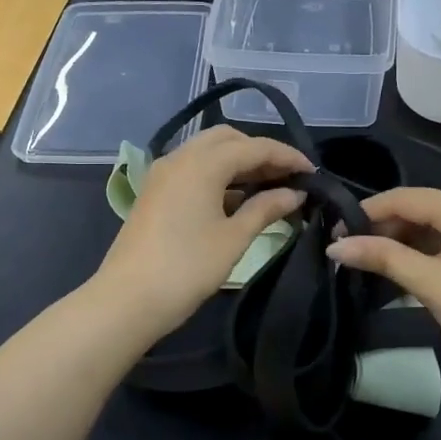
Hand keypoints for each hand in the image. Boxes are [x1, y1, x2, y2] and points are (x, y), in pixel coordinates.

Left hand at [94, 126, 311, 338]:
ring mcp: (164, 173)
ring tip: (269, 188)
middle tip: (288, 177)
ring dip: (238, 162)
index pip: (254, 147)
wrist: (127, 300)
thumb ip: (266, 209)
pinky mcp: (155, 191)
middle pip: (228, 139)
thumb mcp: (234, 238)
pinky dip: (218, 174)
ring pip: (208, 152)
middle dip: (260, 152)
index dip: (287, 156)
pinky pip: (193, 169)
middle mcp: (180, 157)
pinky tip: (237, 199)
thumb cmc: (187, 268)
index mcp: (202, 163)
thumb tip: (294, 194)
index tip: (313, 173)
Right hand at [326, 187, 440, 372]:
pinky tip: (405, 269)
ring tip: (372, 261)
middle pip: (422, 208)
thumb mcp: (431, 283)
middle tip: (352, 250)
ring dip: (404, 241)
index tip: (337, 231)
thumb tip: (336, 245)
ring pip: (436, 226)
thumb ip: (383, 258)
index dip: (369, 211)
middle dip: (385, 226)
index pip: (407, 196)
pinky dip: (425, 252)